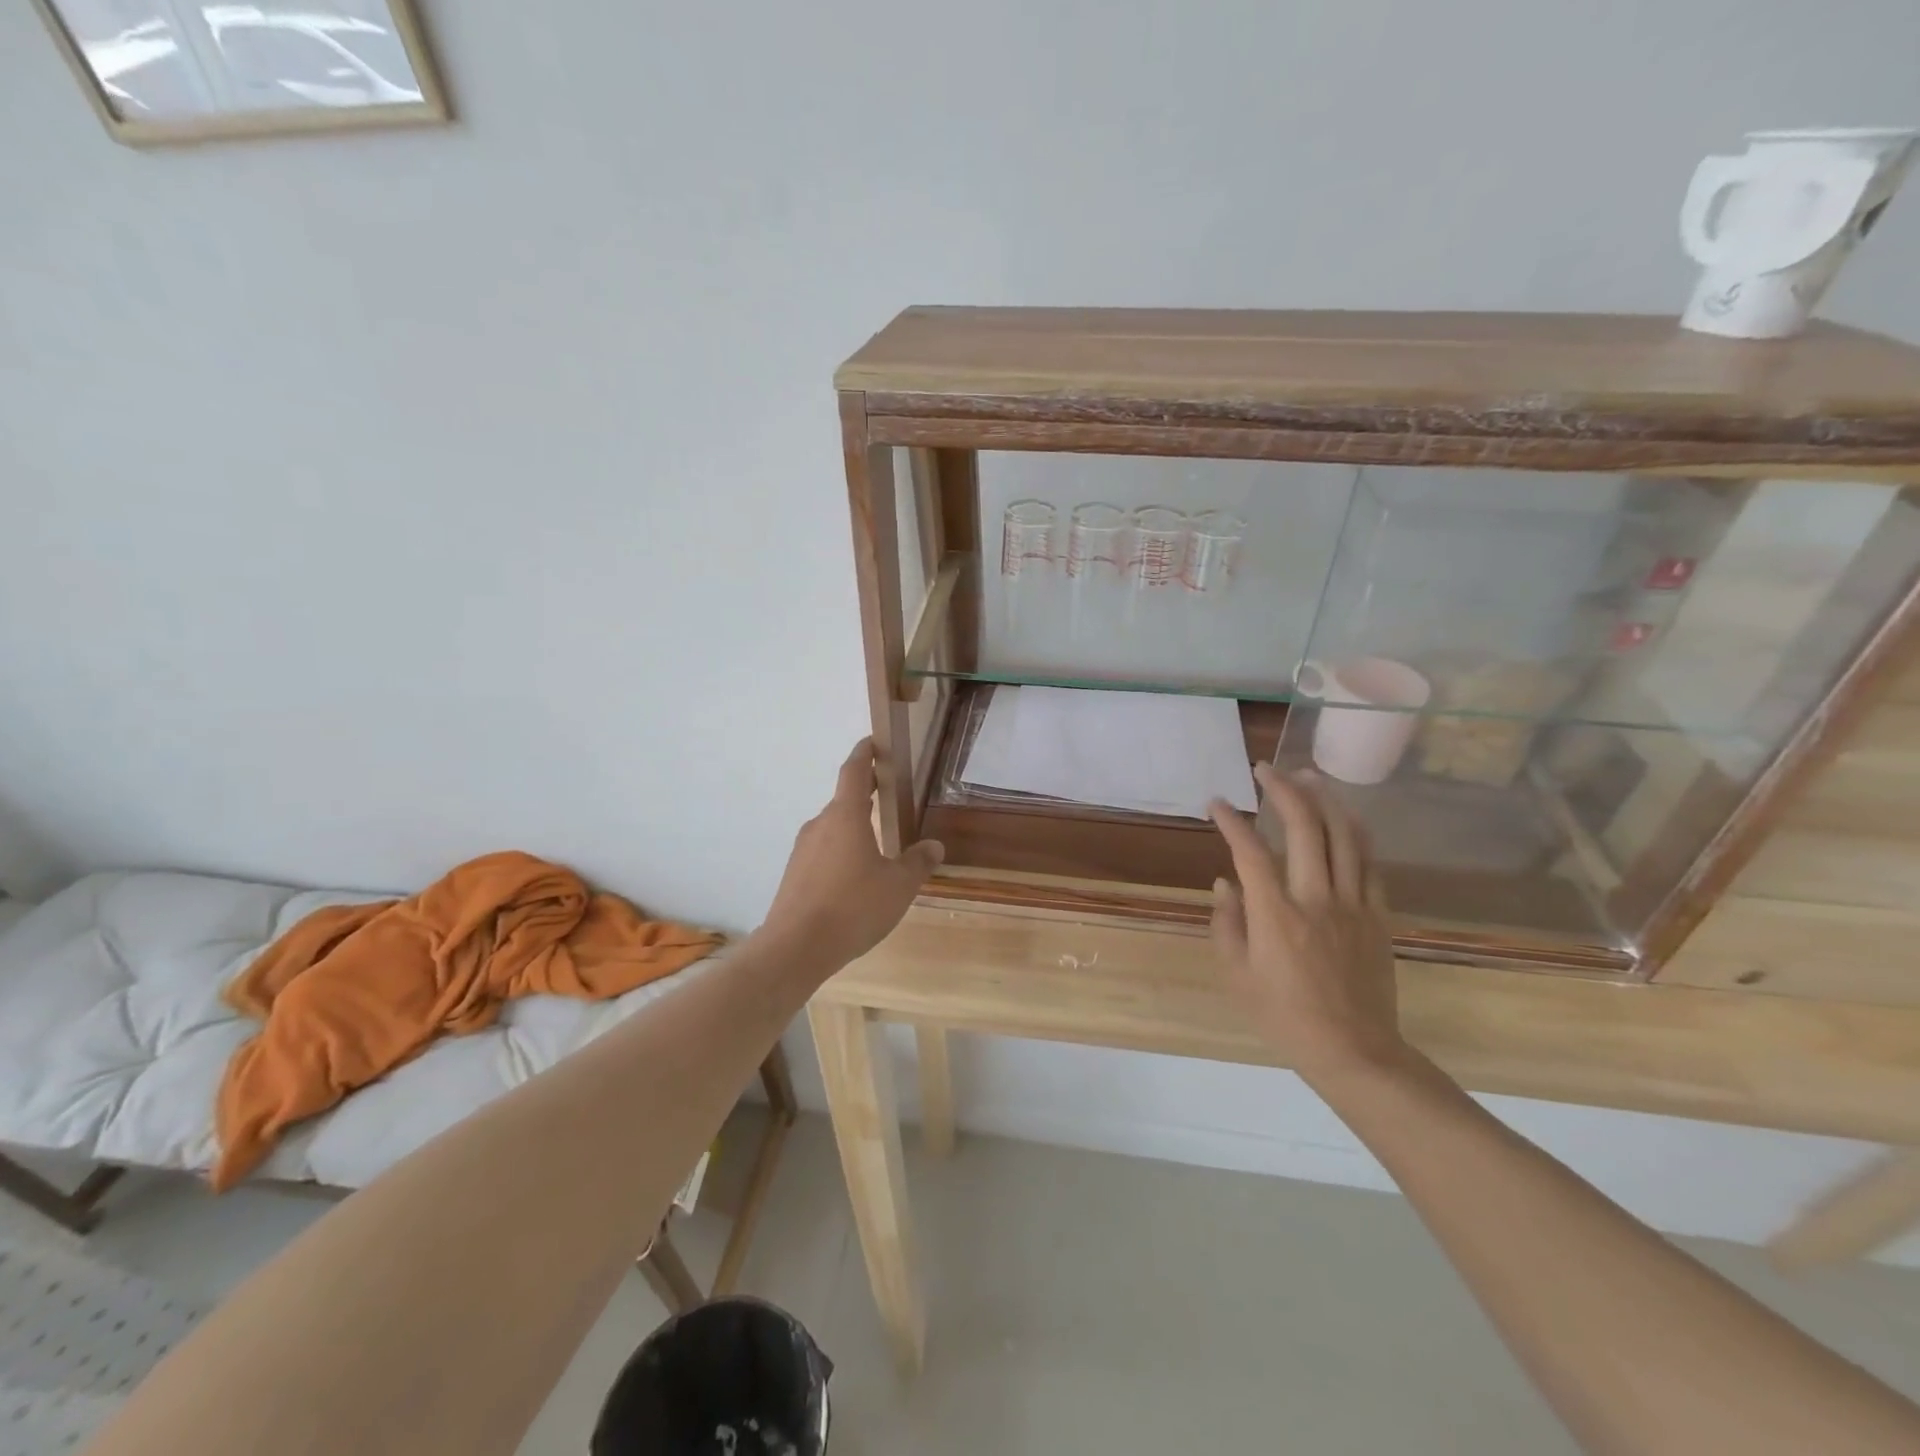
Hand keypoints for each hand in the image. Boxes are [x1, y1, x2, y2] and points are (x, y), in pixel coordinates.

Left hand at [758, 738, 943, 972]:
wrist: (795, 948)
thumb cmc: (853, 907)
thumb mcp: (899, 886)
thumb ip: (918, 863)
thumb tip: (934, 846)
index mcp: (846, 816)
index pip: (854, 771)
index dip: (865, 753)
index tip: (874, 742)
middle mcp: (820, 825)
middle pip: (844, 800)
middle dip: (865, 794)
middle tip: (887, 794)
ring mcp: (803, 850)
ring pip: (833, 829)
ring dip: (854, 828)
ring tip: (878, 843)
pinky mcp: (794, 875)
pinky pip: (823, 853)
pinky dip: (841, 853)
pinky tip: (855, 879)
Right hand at [1208, 765, 1408, 1083]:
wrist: (1354, 1050)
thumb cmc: (1284, 1016)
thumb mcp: (1237, 974)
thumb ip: (1227, 923)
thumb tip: (1225, 883)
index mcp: (1276, 915)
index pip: (1250, 851)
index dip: (1232, 821)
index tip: (1217, 803)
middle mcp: (1316, 898)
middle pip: (1305, 827)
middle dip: (1283, 789)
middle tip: (1265, 769)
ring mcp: (1353, 904)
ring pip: (1344, 835)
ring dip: (1324, 799)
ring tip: (1307, 776)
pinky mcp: (1378, 915)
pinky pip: (1369, 862)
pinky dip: (1355, 831)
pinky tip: (1344, 817)